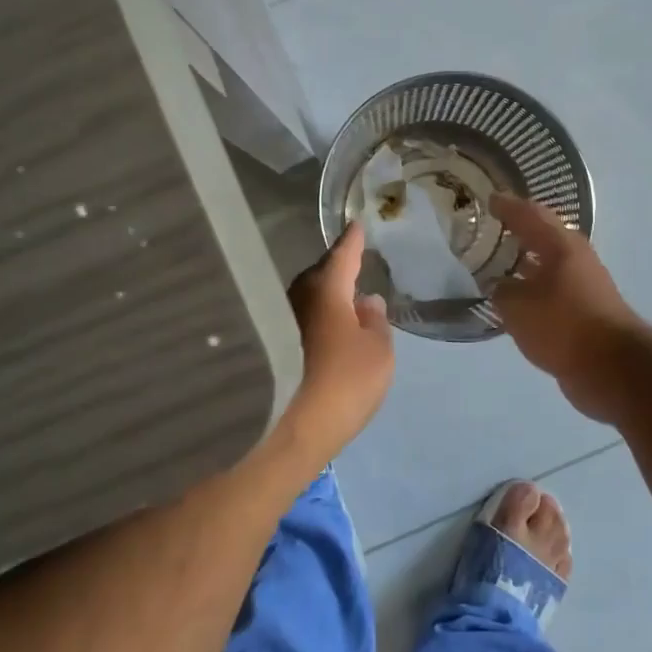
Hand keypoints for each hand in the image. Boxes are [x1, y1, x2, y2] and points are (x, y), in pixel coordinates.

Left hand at [274, 223, 394, 475]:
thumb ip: (375, 320)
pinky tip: (324, 328)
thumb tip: (366, 301)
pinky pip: (300, 316)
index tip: (357, 225)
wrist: (295, 426)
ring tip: (341, 300)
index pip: (343, 255)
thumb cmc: (346, 380)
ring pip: (307, 296)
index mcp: (328, 289)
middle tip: (351, 267)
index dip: (352, 241)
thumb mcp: (379, 350)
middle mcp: (300, 297)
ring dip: (323, 295)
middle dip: (335, 269)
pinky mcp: (272, 343)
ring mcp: (282, 320)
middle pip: (320, 274)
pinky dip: (314, 316)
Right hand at [489, 194, 644, 421]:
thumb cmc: (563, 324)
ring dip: (524, 263)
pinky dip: (532, 290)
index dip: (507, 206)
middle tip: (489, 230)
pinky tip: (515, 300)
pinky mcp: (585, 311)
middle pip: (542, 236)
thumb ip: (501, 290)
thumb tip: (499, 286)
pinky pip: (551, 291)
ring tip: (495, 265)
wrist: (612, 367)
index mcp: (561, 245)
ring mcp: (584, 285)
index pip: (529, 214)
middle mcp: (575, 258)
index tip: (488, 199)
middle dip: (517, 232)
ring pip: (547, 265)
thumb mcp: (518, 306)